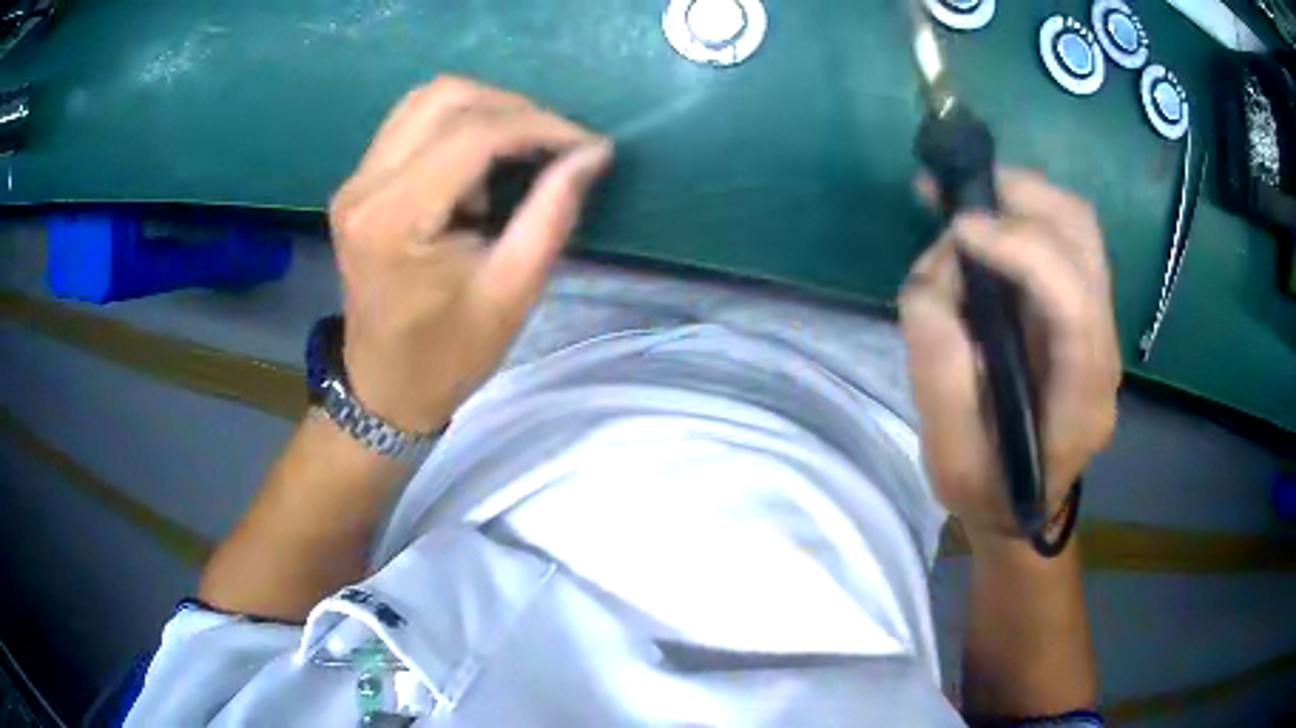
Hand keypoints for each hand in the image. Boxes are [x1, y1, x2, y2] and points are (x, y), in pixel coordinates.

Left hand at [328, 76, 612, 431]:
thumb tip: (592, 152)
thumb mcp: (513, 290)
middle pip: (445, 97)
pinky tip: (480, 162)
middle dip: (513, 108)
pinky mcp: (358, 183)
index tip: (587, 144)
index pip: (474, 136)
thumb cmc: (449, 354)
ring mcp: (355, 181)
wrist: (384, 386)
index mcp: (396, 220)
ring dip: (484, 110)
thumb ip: (553, 212)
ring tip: (522, 149)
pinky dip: (457, 125)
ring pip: (426, 99)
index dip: (540, 126)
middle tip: (556, 143)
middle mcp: (365, 186)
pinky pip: (412, 123)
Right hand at [900, 169, 1120, 542]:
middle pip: (1083, 236)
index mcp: (1082, 397)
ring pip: (1075, 224)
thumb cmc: (990, 492)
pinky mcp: (1077, 307)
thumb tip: (934, 279)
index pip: (1074, 302)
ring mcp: (1097, 321)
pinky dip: (1018, 212)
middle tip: (954, 198)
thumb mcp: (951, 459)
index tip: (958, 230)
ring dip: (1017, 197)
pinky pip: (1058, 237)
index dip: (1022, 250)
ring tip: (958, 201)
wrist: (1024, 508)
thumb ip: (939, 372)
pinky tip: (977, 222)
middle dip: (1019, 197)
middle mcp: (1103, 345)